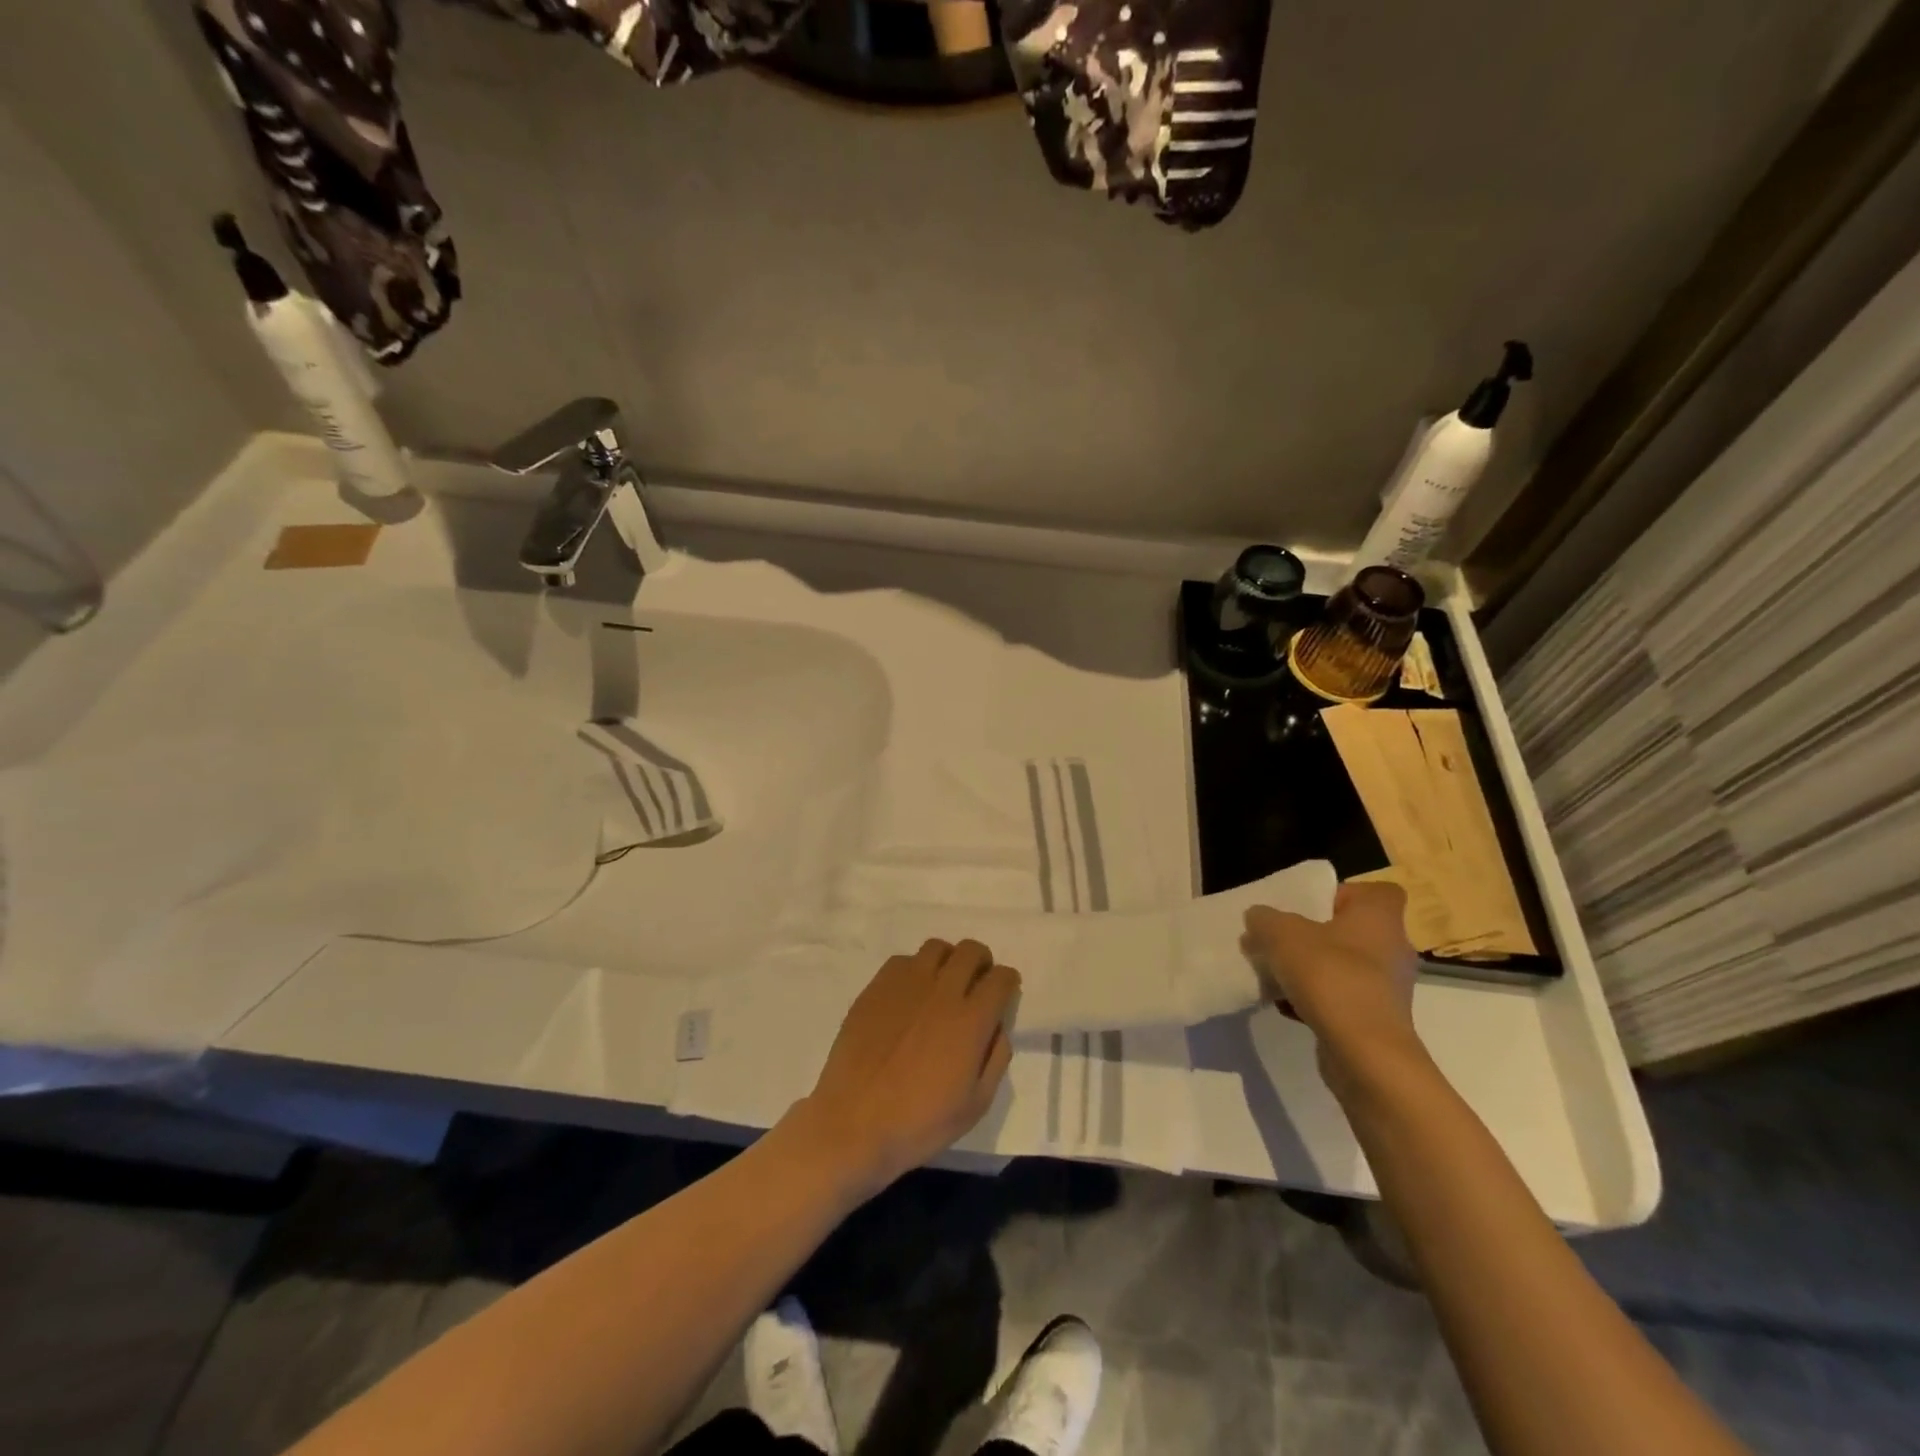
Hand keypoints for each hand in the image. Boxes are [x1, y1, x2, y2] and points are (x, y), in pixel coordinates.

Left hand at [794, 939, 1018, 1196]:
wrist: (854, 1123)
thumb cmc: (920, 1123)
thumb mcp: (975, 1104)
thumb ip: (995, 1058)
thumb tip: (997, 1027)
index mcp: (971, 1020)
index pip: (1000, 978)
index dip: (1008, 981)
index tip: (1004, 991)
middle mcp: (942, 992)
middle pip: (971, 951)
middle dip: (981, 961)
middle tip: (976, 982)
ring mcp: (906, 985)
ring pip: (936, 948)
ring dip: (948, 960)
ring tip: (943, 983)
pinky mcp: (876, 987)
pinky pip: (903, 960)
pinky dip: (915, 969)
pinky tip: (910, 994)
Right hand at [1243, 881, 1423, 1090]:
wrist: (1365, 1054)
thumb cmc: (1330, 977)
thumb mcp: (1281, 935)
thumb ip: (1265, 919)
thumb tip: (1259, 917)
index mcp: (1380, 918)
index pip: (1375, 892)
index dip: (1342, 895)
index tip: (1309, 907)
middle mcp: (1392, 948)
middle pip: (1352, 931)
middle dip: (1316, 935)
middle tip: (1282, 941)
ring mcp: (1389, 988)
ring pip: (1345, 966)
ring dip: (1312, 969)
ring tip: (1276, 975)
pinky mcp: (1378, 1020)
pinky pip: (1343, 998)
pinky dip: (1317, 999)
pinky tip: (1286, 1007)